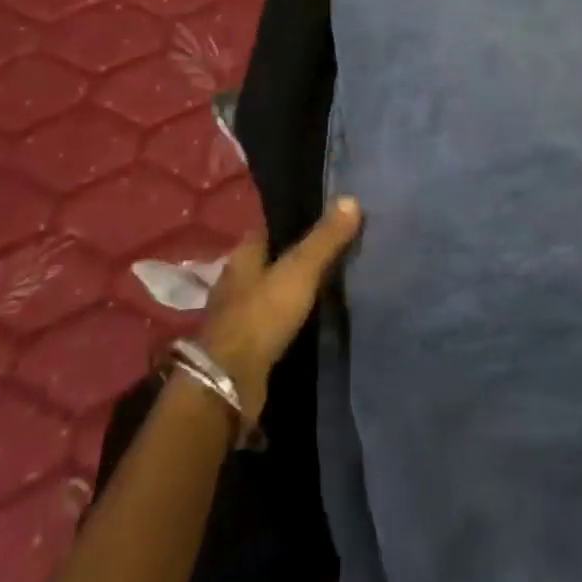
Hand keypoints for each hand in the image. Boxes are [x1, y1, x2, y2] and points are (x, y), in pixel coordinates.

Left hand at [199, 197, 361, 424]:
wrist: (230, 382)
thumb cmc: (262, 316)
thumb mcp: (299, 271)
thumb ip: (325, 239)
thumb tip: (351, 198)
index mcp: (243, 256)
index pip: (271, 228)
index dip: (297, 221)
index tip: (328, 218)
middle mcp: (237, 281)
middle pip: (273, 260)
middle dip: (300, 256)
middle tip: (339, 251)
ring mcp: (239, 314)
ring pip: (274, 291)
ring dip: (296, 289)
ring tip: (334, 283)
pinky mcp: (247, 344)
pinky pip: (275, 320)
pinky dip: (293, 317)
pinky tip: (316, 317)